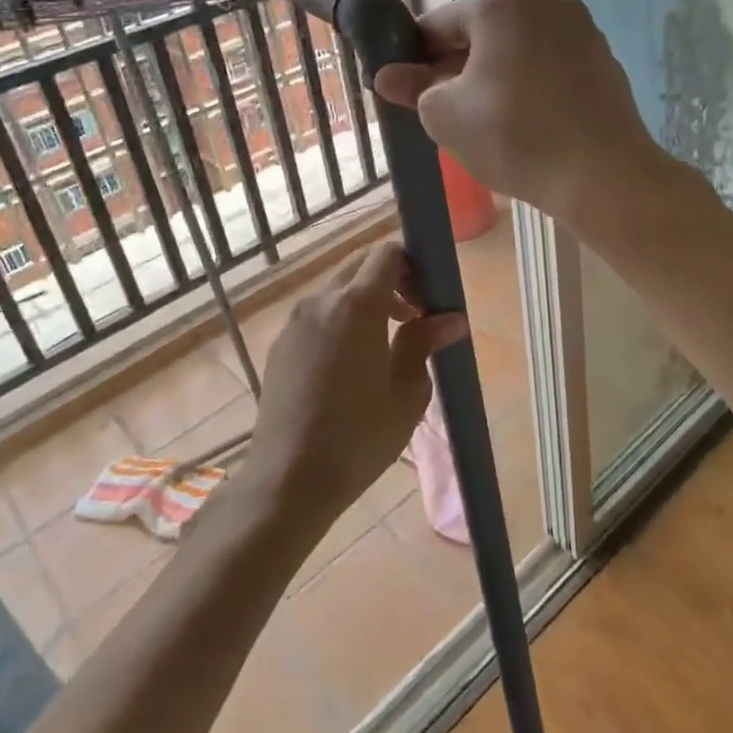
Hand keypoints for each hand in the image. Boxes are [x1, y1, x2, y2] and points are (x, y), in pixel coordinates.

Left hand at [244, 241, 467, 520]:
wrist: (289, 479)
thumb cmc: (360, 437)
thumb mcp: (407, 393)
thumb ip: (424, 344)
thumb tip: (451, 319)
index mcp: (357, 305)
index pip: (386, 253)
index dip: (413, 265)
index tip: (428, 299)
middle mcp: (321, 301)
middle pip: (359, 265)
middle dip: (390, 280)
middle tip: (413, 318)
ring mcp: (295, 322)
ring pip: (336, 290)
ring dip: (364, 301)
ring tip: (385, 344)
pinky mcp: (281, 345)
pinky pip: (317, 315)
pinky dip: (339, 321)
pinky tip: (350, 365)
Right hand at [372, 0, 669, 227]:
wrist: (602, 175)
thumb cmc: (514, 136)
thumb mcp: (446, 115)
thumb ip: (415, 88)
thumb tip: (387, 76)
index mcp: (501, 2)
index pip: (439, 26)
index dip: (416, 60)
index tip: (408, 91)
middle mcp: (545, 0)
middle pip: (481, 34)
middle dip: (458, 68)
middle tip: (446, 113)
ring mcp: (580, 28)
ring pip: (517, 50)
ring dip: (494, 77)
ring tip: (487, 123)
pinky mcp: (603, 59)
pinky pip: (549, 66)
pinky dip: (530, 86)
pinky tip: (526, 123)